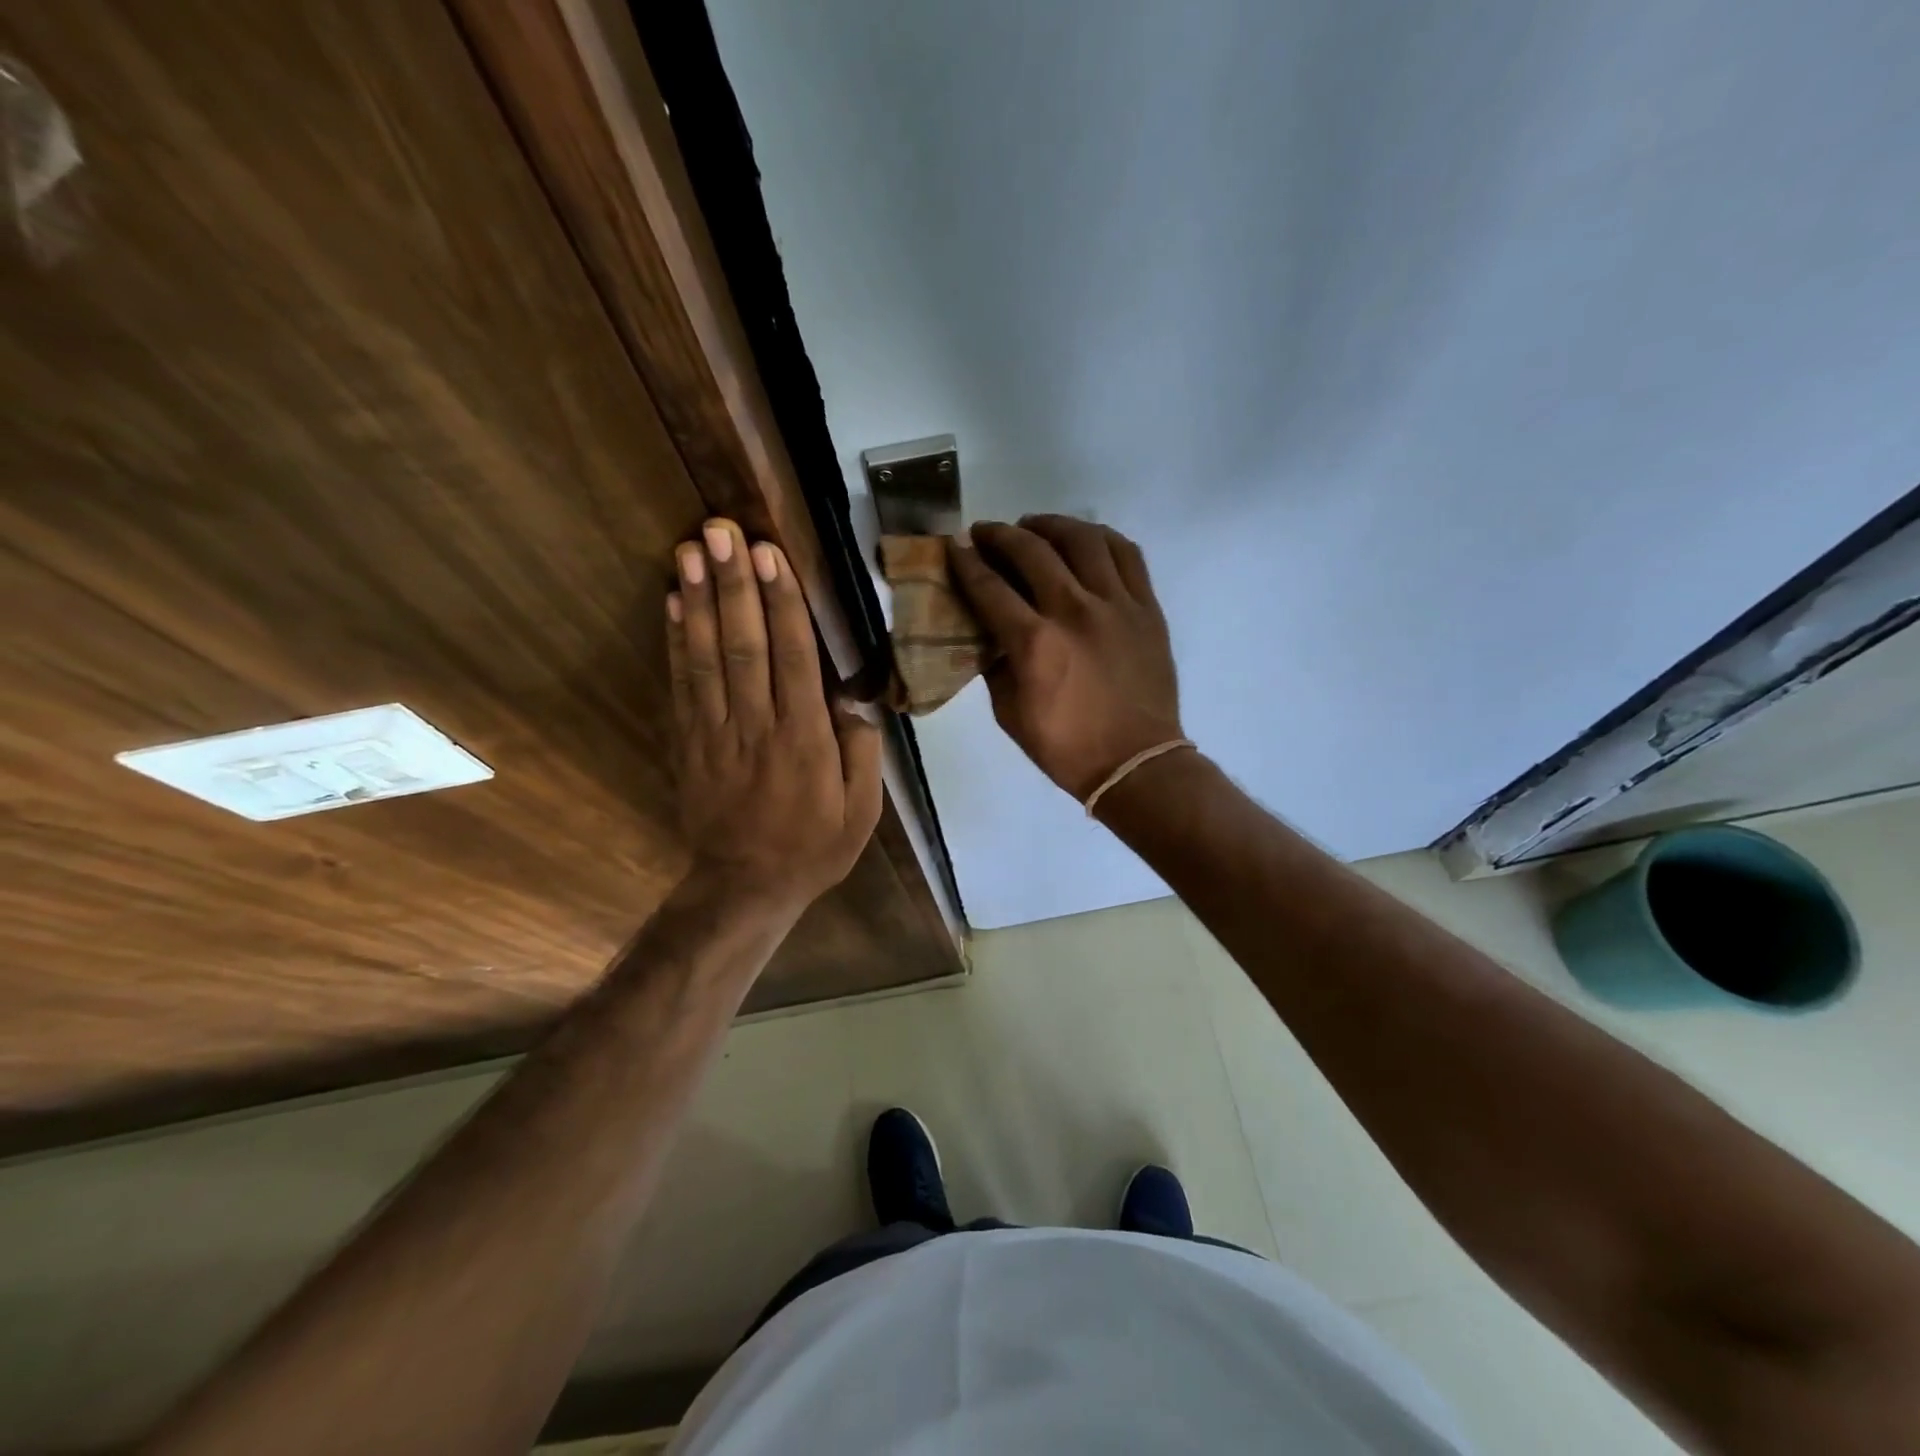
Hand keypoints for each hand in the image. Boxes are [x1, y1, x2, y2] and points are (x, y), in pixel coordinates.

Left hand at [667, 519, 881, 914]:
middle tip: (722, 531)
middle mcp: (757, 727)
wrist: (746, 886)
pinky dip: (676, 642)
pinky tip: (673, 603)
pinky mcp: (689, 743)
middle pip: (744, 645)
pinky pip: (681, 685)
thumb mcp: (861, 811)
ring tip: (690, 550)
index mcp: (805, 740)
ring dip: (699, 601)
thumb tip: (852, 699)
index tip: (770, 555)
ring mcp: (716, 733)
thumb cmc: (814, 847)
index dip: (781, 604)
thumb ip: (860, 751)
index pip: (793, 659)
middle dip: (734, 585)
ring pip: (707, 658)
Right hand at [948, 515, 1184, 801]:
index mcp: (1035, 643)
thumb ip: (995, 665)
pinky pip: (1126, 554)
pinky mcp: (1147, 607)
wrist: (1136, 763)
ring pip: (1082, 539)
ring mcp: (1117, 604)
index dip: (965, 562)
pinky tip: (1084, 539)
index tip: (954, 547)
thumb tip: (990, 632)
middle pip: (1031, 550)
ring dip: (1050, 525)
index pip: (989, 587)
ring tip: (1034, 527)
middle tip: (985, 533)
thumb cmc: (1066, 747)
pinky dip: (1100, 537)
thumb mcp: (1010, 714)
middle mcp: (1074, 611)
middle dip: (1000, 535)